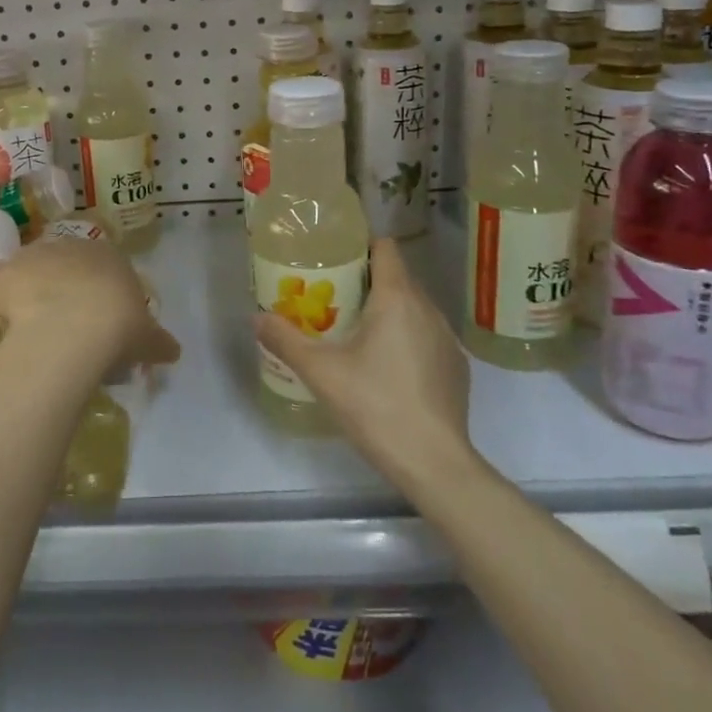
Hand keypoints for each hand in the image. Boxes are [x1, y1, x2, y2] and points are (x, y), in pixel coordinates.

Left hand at [0, 239, 179, 377]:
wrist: (71, 328)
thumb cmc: (118, 326)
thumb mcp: (148, 338)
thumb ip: (159, 342)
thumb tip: (173, 351)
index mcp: (110, 255)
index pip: (106, 269)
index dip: (102, 297)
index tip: (101, 324)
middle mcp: (73, 245)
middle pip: (69, 269)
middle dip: (69, 294)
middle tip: (71, 331)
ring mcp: (37, 254)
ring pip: (37, 276)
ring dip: (39, 298)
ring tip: (42, 335)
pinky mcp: (8, 270)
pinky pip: (9, 291)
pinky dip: (12, 310)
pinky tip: (20, 334)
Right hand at [255, 238, 476, 488]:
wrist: (435, 463)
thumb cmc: (376, 406)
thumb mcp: (321, 373)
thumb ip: (286, 340)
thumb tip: (256, 318)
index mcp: (397, 299)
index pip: (386, 249)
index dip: (361, 247)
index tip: (335, 259)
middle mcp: (427, 309)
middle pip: (397, 277)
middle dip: (366, 282)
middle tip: (332, 298)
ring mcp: (447, 338)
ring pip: (413, 308)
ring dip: (387, 311)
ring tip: (356, 332)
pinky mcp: (456, 367)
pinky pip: (426, 335)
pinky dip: (407, 338)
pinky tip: (387, 368)